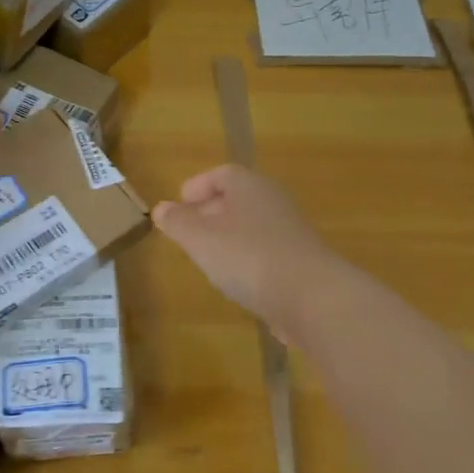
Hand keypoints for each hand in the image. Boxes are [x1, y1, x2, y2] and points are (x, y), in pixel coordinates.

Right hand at [152, 164, 336, 329]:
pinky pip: (265, 250)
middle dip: (210, 211)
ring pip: (251, 225)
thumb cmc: (249, 257)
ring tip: (206, 256)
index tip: (180, 202)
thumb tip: (160, 208)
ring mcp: (291, 232)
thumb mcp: (201, 239)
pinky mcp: (300, 261)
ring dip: (228, 236)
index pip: (222, 174)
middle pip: (238, 198)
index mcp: (250, 186)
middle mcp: (273, 202)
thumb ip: (178, 222)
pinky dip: (246, 258)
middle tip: (187, 230)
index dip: (199, 186)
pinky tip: (235, 280)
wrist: (312, 298)